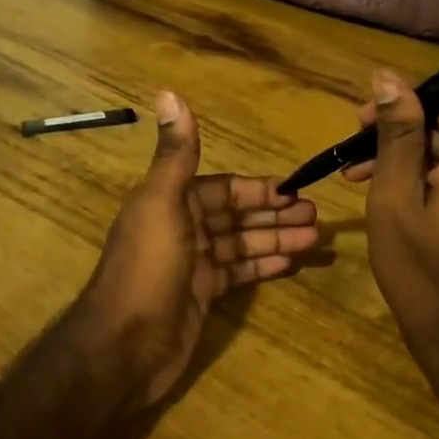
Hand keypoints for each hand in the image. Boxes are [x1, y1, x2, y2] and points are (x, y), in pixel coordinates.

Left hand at [72, 91, 318, 410]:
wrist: (123, 346)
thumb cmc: (148, 268)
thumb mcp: (162, 203)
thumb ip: (176, 153)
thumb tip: (168, 92)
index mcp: (172, 202)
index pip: (225, 188)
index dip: (259, 189)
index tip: (296, 190)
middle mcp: (183, 228)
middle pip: (237, 215)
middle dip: (275, 213)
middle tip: (316, 216)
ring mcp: (193, 265)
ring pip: (242, 244)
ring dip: (276, 238)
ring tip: (315, 239)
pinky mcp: (202, 296)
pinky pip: (239, 274)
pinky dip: (263, 265)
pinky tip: (291, 263)